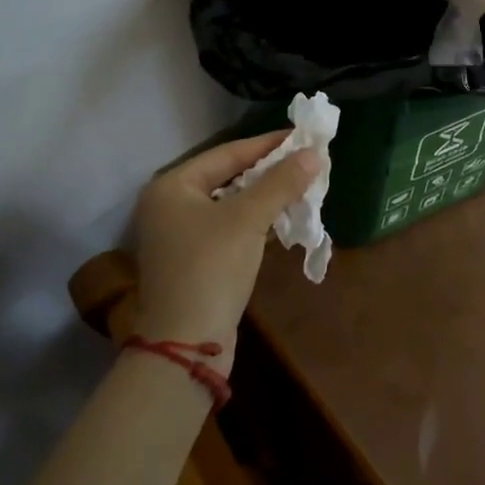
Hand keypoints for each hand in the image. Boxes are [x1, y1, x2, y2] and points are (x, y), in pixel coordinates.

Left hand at [132, 132, 319, 358]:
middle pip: (228, 177)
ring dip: (265, 197)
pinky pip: (229, 227)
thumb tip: (315, 154)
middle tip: (305, 161)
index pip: (228, 153)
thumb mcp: (248, 219)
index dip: (267, 145)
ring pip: (230, 204)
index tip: (301, 137)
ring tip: (302, 186)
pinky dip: (255, 221)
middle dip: (269, 171)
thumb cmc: (211, 268)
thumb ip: (281, 183)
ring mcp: (179, 236)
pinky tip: (283, 217)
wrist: (185, 347)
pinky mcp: (193, 261)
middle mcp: (170, 205)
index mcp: (172, 186)